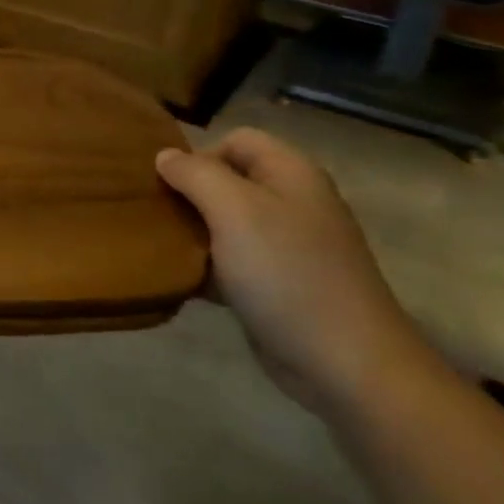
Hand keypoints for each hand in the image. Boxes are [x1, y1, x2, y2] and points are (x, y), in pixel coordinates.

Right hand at [156, 129, 431, 413]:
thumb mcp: (234, 210)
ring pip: (226, 222)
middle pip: (229, 180)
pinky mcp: (279, 285)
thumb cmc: (287, 273)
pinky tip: (185, 281)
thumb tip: (165, 156)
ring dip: (194, 232)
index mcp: (291, 173)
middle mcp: (292, 202)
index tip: (169, 186)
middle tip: (158, 216)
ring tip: (163, 248)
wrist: (345, 363)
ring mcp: (288, 246)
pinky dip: (208, 267)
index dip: (199, 154)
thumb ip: (195, 174)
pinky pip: (233, 261)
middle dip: (190, 194)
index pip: (236, 139)